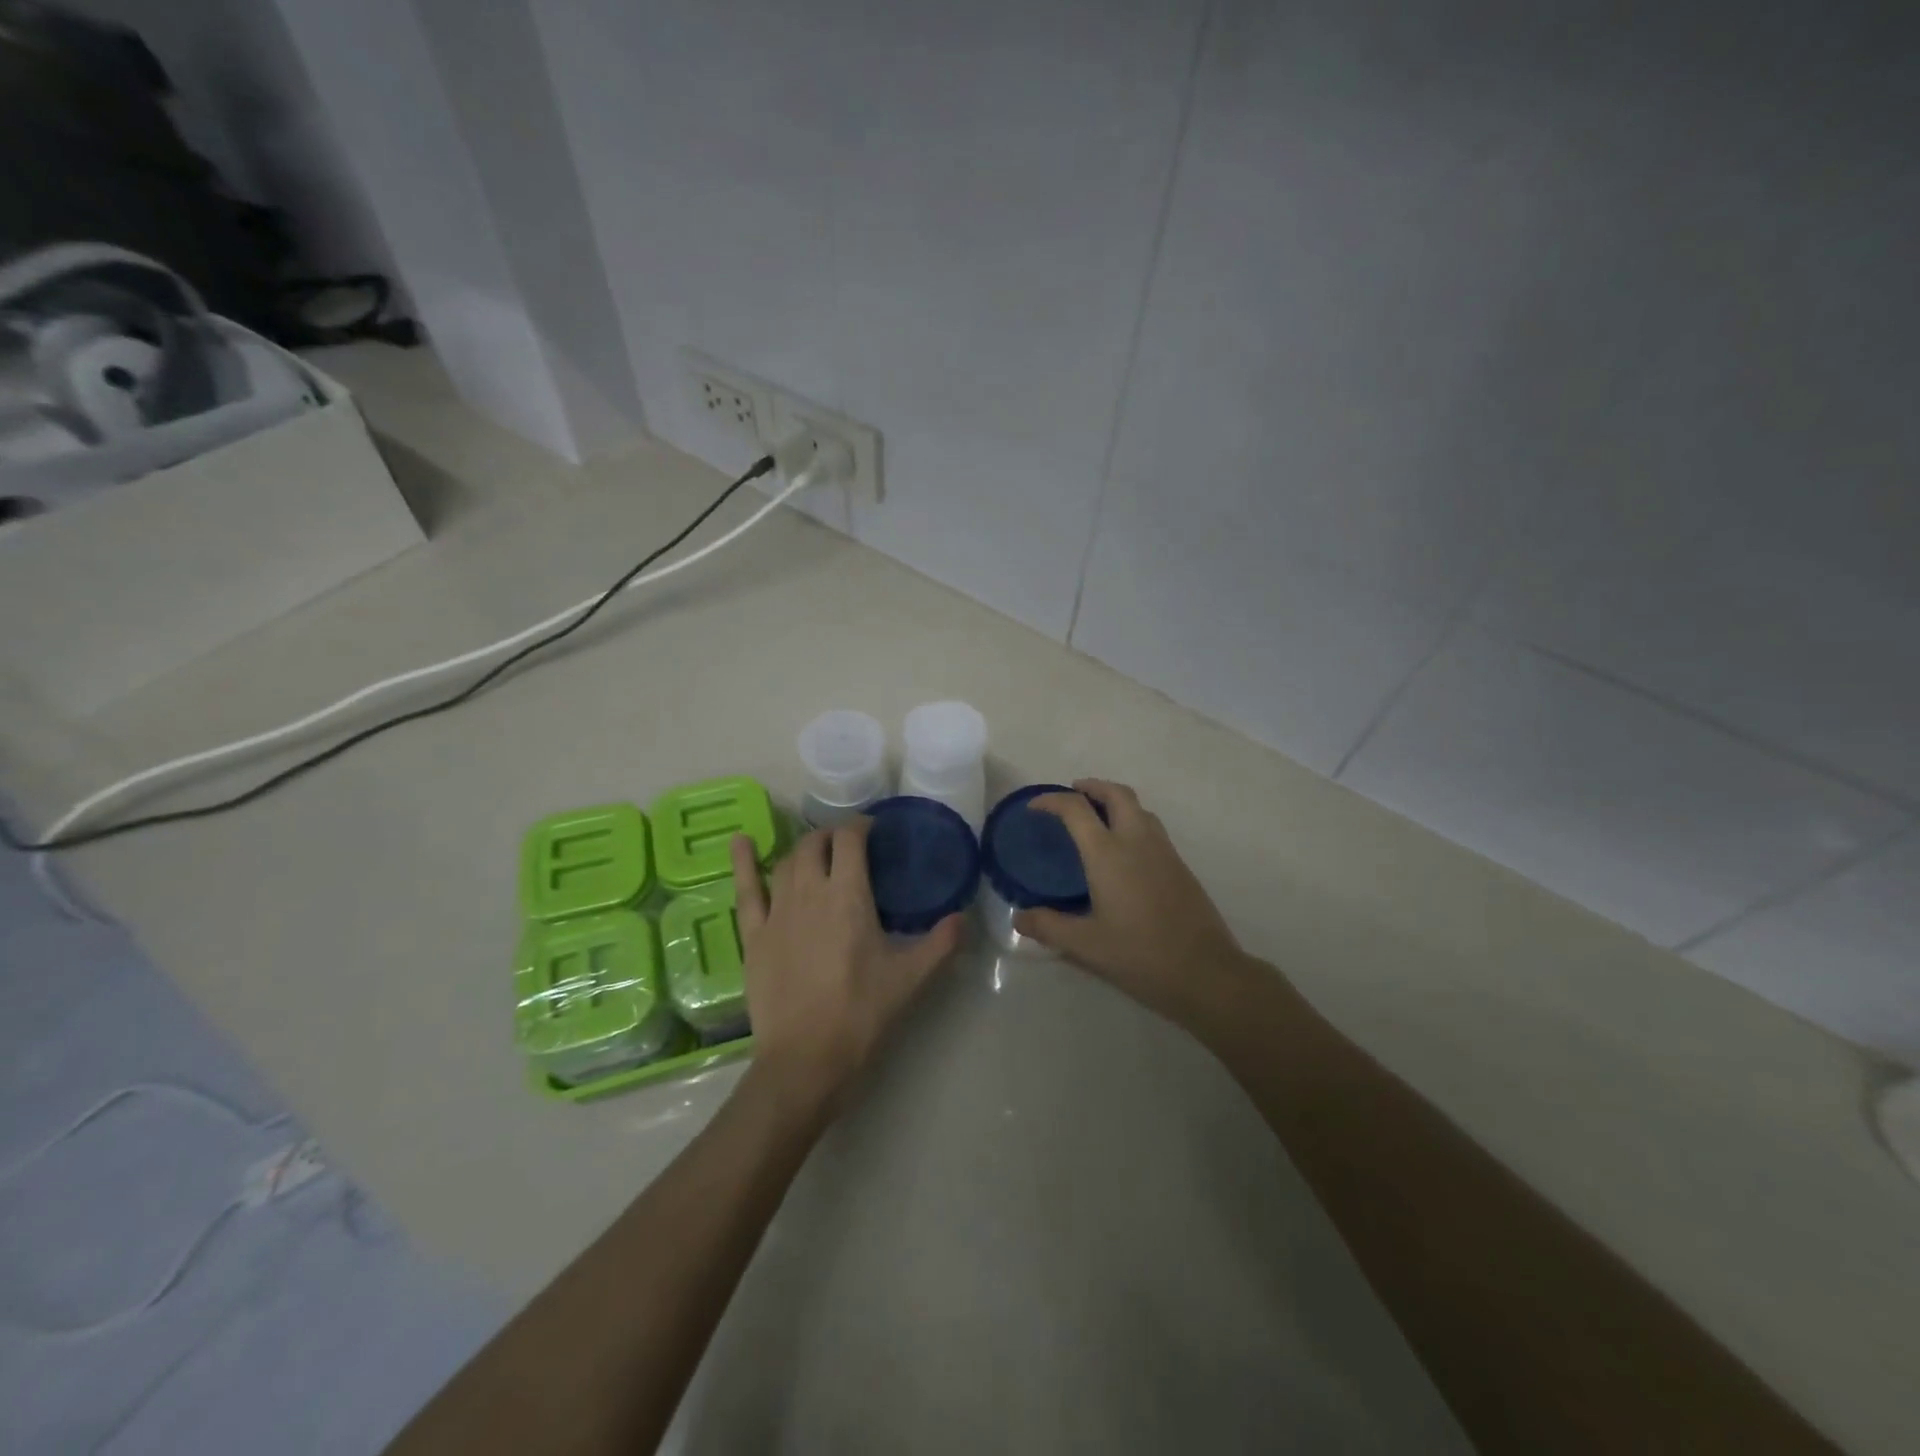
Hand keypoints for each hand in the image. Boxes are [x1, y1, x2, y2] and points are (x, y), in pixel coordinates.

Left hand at [731, 822, 962, 1112]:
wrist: (805, 1059)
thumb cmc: (861, 1014)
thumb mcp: (910, 979)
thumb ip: (940, 943)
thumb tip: (963, 917)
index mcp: (848, 896)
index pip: (850, 840)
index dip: (861, 826)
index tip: (873, 828)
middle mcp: (809, 892)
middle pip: (815, 844)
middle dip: (832, 835)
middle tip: (849, 845)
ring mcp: (776, 912)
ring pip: (787, 862)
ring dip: (803, 849)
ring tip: (816, 850)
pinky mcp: (753, 935)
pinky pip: (746, 890)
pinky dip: (744, 862)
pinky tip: (741, 842)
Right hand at [1014, 780, 1245, 1027]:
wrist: (1205, 972)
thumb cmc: (1141, 955)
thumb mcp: (1086, 945)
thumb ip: (1049, 927)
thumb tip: (1019, 917)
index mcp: (1109, 854)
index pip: (1077, 809)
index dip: (1052, 800)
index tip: (1035, 806)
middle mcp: (1137, 841)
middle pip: (1117, 794)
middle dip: (1092, 787)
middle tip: (1072, 795)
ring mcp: (1164, 851)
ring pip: (1139, 808)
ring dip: (1115, 801)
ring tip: (1096, 818)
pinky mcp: (1180, 866)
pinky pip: (1152, 828)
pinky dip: (1132, 821)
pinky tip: (1123, 851)